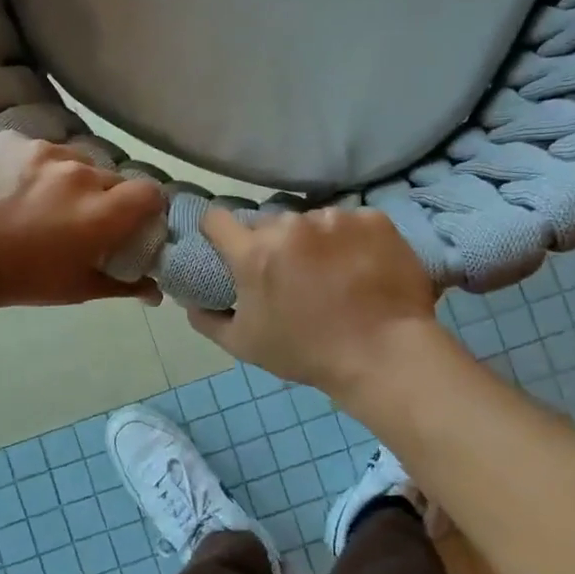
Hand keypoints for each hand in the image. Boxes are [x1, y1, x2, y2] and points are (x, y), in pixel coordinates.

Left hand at [0, 132, 166, 310]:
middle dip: (103, 196)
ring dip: (68, 178)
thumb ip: (123, 285)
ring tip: (40, 200)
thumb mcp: (75, 289)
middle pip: (110, 176)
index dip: (145, 206)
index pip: (150, 191)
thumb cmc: (19, 279)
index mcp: (100, 212)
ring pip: (74, 159)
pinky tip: (13, 186)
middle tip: (78, 217)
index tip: (131, 220)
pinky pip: (38, 149)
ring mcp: (43, 151)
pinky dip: (34, 166)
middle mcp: (79, 173)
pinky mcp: (12, 139)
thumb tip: (156, 292)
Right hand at [188, 206, 440, 397]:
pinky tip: (364, 266)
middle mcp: (291, 225)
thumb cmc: (307, 353)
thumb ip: (207, 319)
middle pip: (270, 222)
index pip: (217, 219)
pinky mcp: (374, 219)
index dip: (218, 232)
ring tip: (335, 273)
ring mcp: (335, 218)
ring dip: (315, 240)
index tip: (227, 246)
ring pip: (313, 221)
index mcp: (254, 252)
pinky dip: (353, 240)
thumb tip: (189, 301)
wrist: (385, 355)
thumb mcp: (244, 345)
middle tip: (291, 274)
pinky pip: (352, 222)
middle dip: (273, 243)